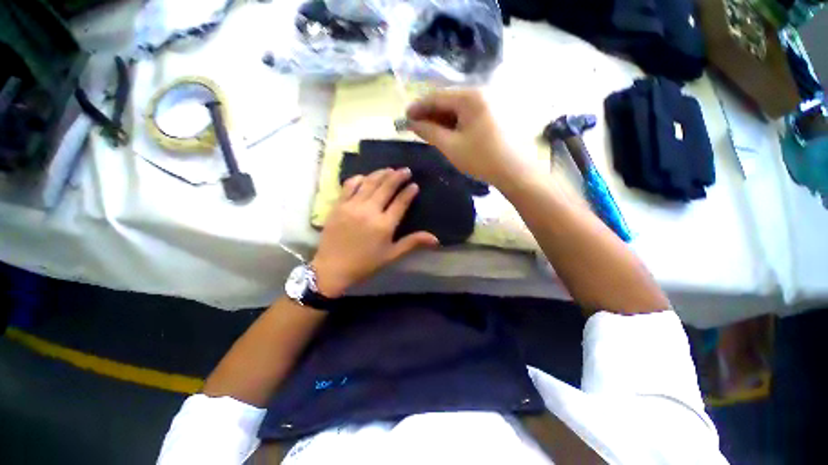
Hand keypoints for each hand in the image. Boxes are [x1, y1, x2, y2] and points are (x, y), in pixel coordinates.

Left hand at [311, 168, 439, 297]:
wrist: (332, 268)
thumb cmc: (365, 263)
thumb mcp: (391, 255)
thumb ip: (412, 243)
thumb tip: (435, 239)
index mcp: (384, 225)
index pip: (400, 202)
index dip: (409, 192)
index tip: (414, 185)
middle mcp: (369, 211)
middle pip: (386, 187)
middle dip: (398, 176)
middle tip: (405, 170)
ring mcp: (352, 206)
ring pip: (369, 183)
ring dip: (381, 174)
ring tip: (389, 169)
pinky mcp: (339, 205)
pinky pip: (349, 186)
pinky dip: (358, 178)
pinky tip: (365, 177)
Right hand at [406, 89, 531, 187]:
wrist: (516, 172)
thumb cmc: (481, 159)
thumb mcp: (451, 146)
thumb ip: (429, 132)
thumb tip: (412, 123)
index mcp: (470, 97)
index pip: (437, 97)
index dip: (418, 107)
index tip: (405, 117)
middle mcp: (481, 94)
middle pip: (448, 101)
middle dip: (429, 114)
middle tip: (415, 126)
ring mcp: (490, 104)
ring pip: (458, 109)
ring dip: (441, 120)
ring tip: (428, 131)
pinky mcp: (494, 115)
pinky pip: (469, 116)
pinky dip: (455, 124)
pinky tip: (446, 133)